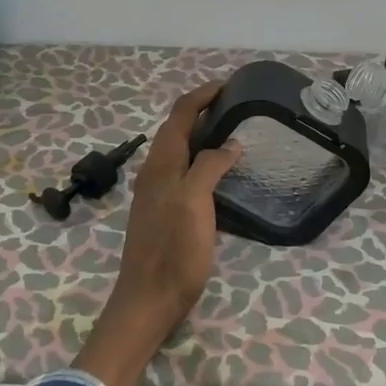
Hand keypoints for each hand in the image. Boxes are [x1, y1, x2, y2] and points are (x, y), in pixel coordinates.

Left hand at [74, 83, 241, 385]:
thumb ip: (210, 167)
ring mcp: (157, 192)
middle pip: (177, 129)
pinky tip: (219, 173)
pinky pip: (183, 172)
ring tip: (233, 133)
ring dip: (202, 135)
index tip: (229, 85)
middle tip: (237, 107)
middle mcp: (155, 172)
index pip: (179, 114)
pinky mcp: (164, 211)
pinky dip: (201, 160)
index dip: (202, 95)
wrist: (148, 300)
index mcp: (161, 164)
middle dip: (203, 111)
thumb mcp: (195, 203)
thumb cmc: (174, 251)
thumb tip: (230, 143)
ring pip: (179, 151)